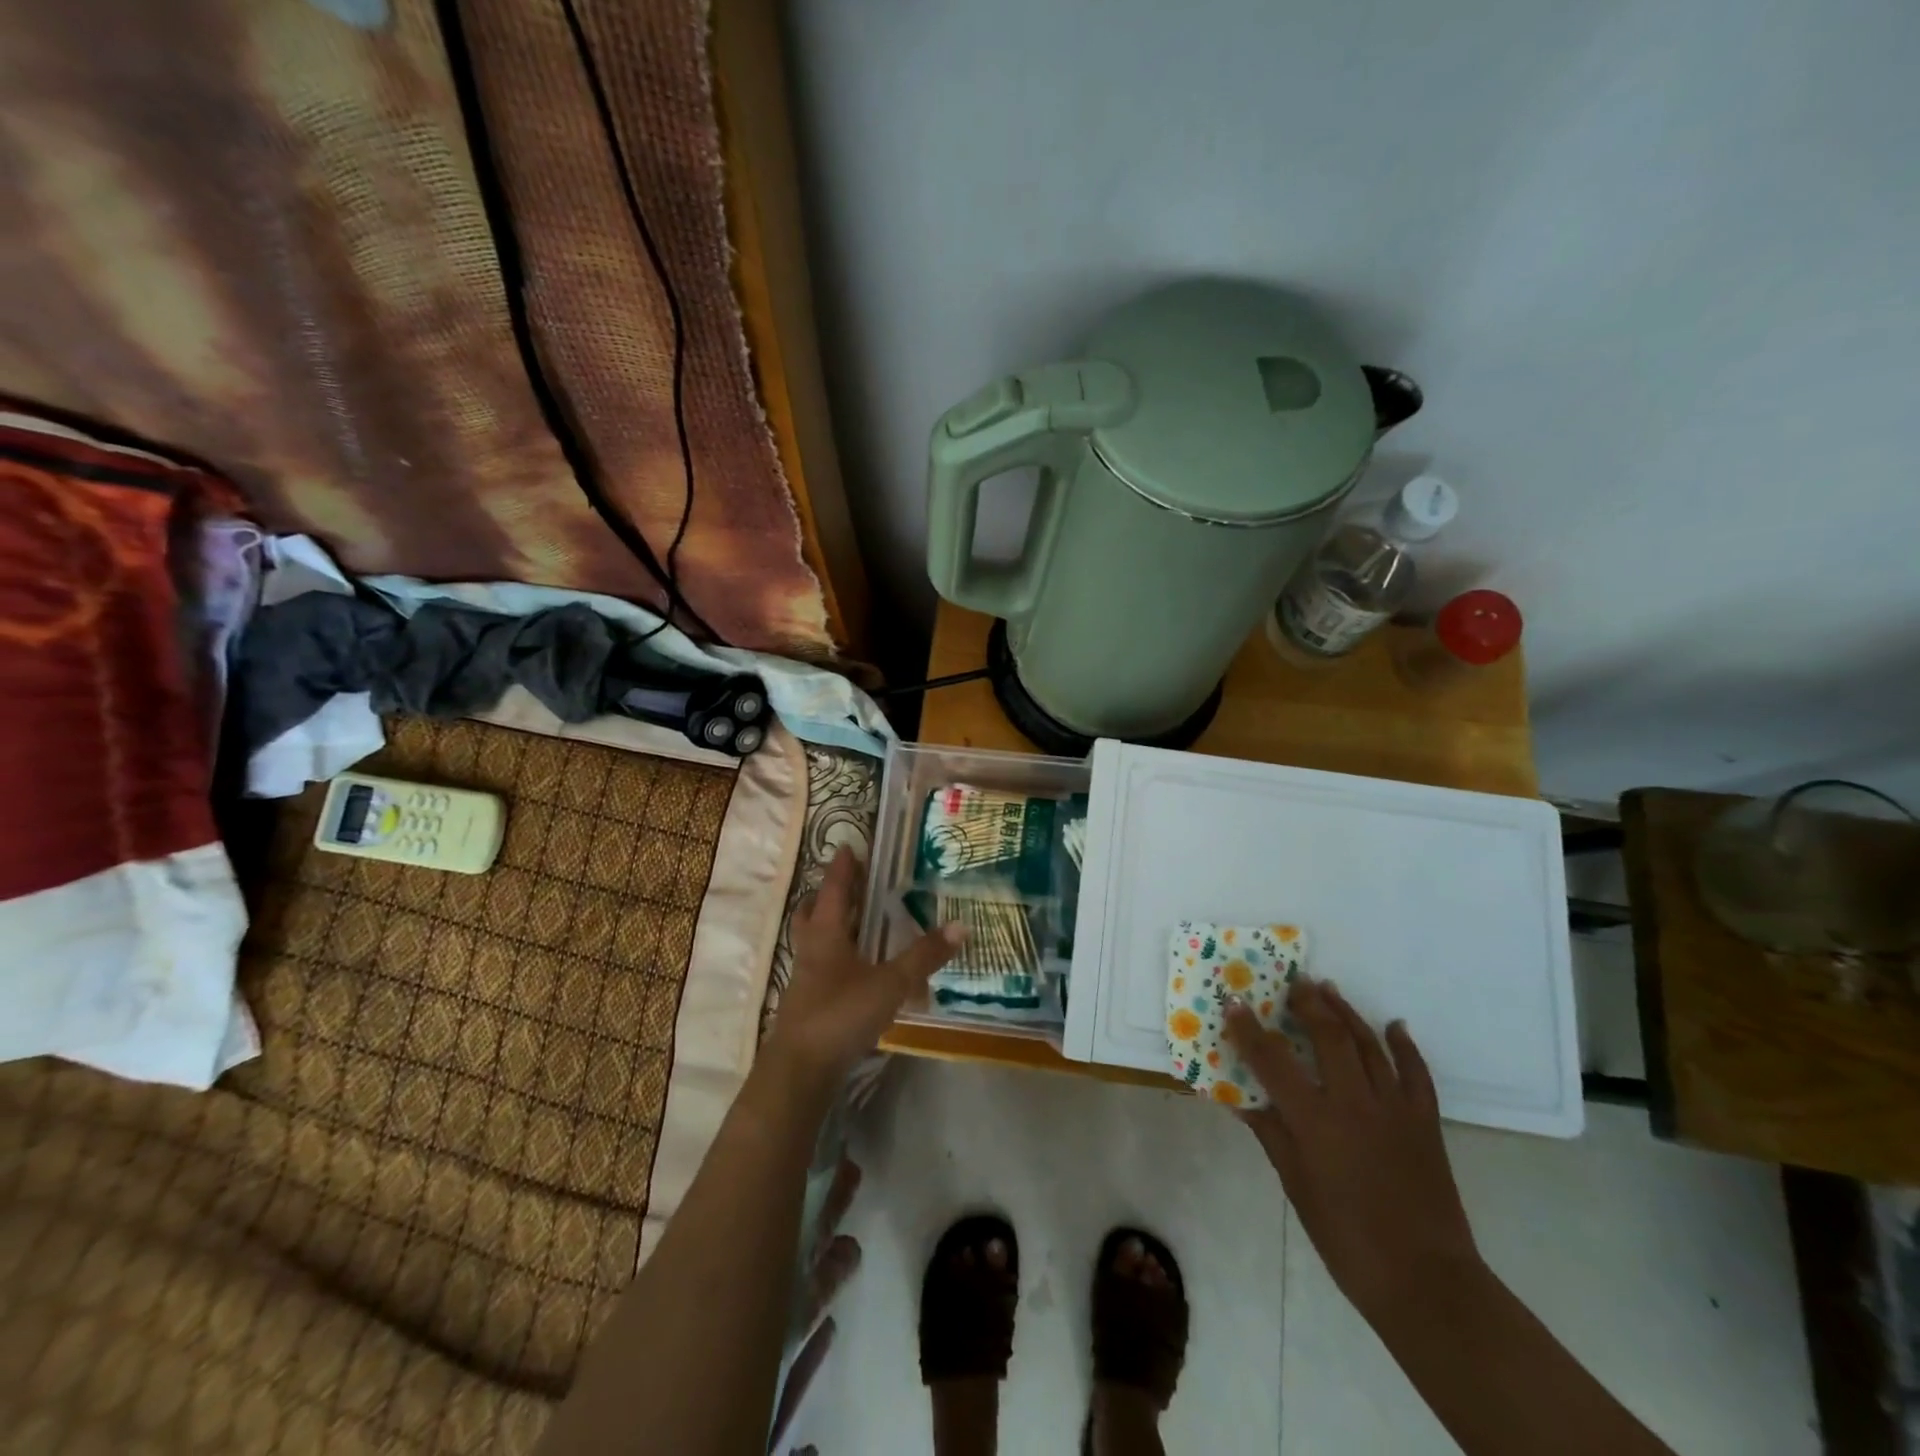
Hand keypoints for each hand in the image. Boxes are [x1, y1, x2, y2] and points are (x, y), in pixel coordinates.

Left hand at [767, 847, 963, 1091]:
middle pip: (813, 912)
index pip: (834, 890)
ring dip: (830, 927)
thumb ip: (924, 957)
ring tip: (854, 923)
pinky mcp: (808, 1004)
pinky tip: (857, 971)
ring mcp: (805, 979)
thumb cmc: (841, 1014)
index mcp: (826, 934)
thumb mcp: (890, 983)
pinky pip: (821, 968)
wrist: (800, 1071)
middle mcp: (811, 950)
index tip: (849, 846)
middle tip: (848, 883)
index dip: (842, 868)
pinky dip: (837, 959)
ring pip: (814, 941)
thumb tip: (961, 925)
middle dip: (827, 895)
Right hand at [1223, 979, 1481, 1323]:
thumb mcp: (1296, 1186)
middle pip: (1329, 1036)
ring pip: (1369, 1045)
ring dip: (1347, 1012)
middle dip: (1308, 1004)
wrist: (1426, 1282)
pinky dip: (1405, 1046)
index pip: (1273, 1060)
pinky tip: (1395, 1026)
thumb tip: (1240, 1097)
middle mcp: (1355, 1103)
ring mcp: (1395, 1109)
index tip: (1234, 1002)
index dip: (1250, 1029)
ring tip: (1329, 989)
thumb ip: (1271, 1133)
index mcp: (1316, 1121)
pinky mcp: (1426, 1122)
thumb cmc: (1347, 1239)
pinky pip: (1416, 1073)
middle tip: (1293, 982)